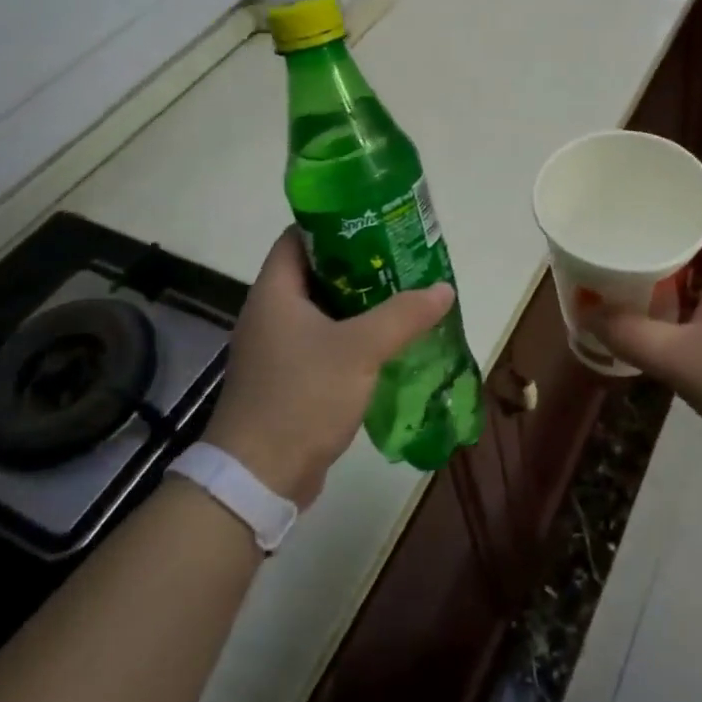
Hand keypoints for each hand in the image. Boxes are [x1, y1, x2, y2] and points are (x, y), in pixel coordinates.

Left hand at [205, 228, 453, 506]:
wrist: (258, 478)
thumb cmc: (301, 398)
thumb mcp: (359, 350)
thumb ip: (403, 315)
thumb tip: (443, 289)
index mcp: (274, 293)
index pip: (298, 237)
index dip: (335, 224)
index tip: (377, 223)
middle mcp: (271, 314)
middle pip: (317, 273)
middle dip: (360, 265)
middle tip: (403, 260)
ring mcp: (277, 349)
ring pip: (324, 311)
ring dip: (361, 304)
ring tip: (405, 296)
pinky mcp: (289, 379)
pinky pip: (326, 343)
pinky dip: (354, 337)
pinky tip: (389, 343)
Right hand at [584, 192, 701, 459]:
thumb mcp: (681, 361)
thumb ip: (630, 336)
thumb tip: (586, 313)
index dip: (685, 187)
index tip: (644, 192)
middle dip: (667, 225)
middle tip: (624, 231)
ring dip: (674, 261)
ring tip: (632, 265)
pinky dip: (685, 291)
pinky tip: (659, 311)